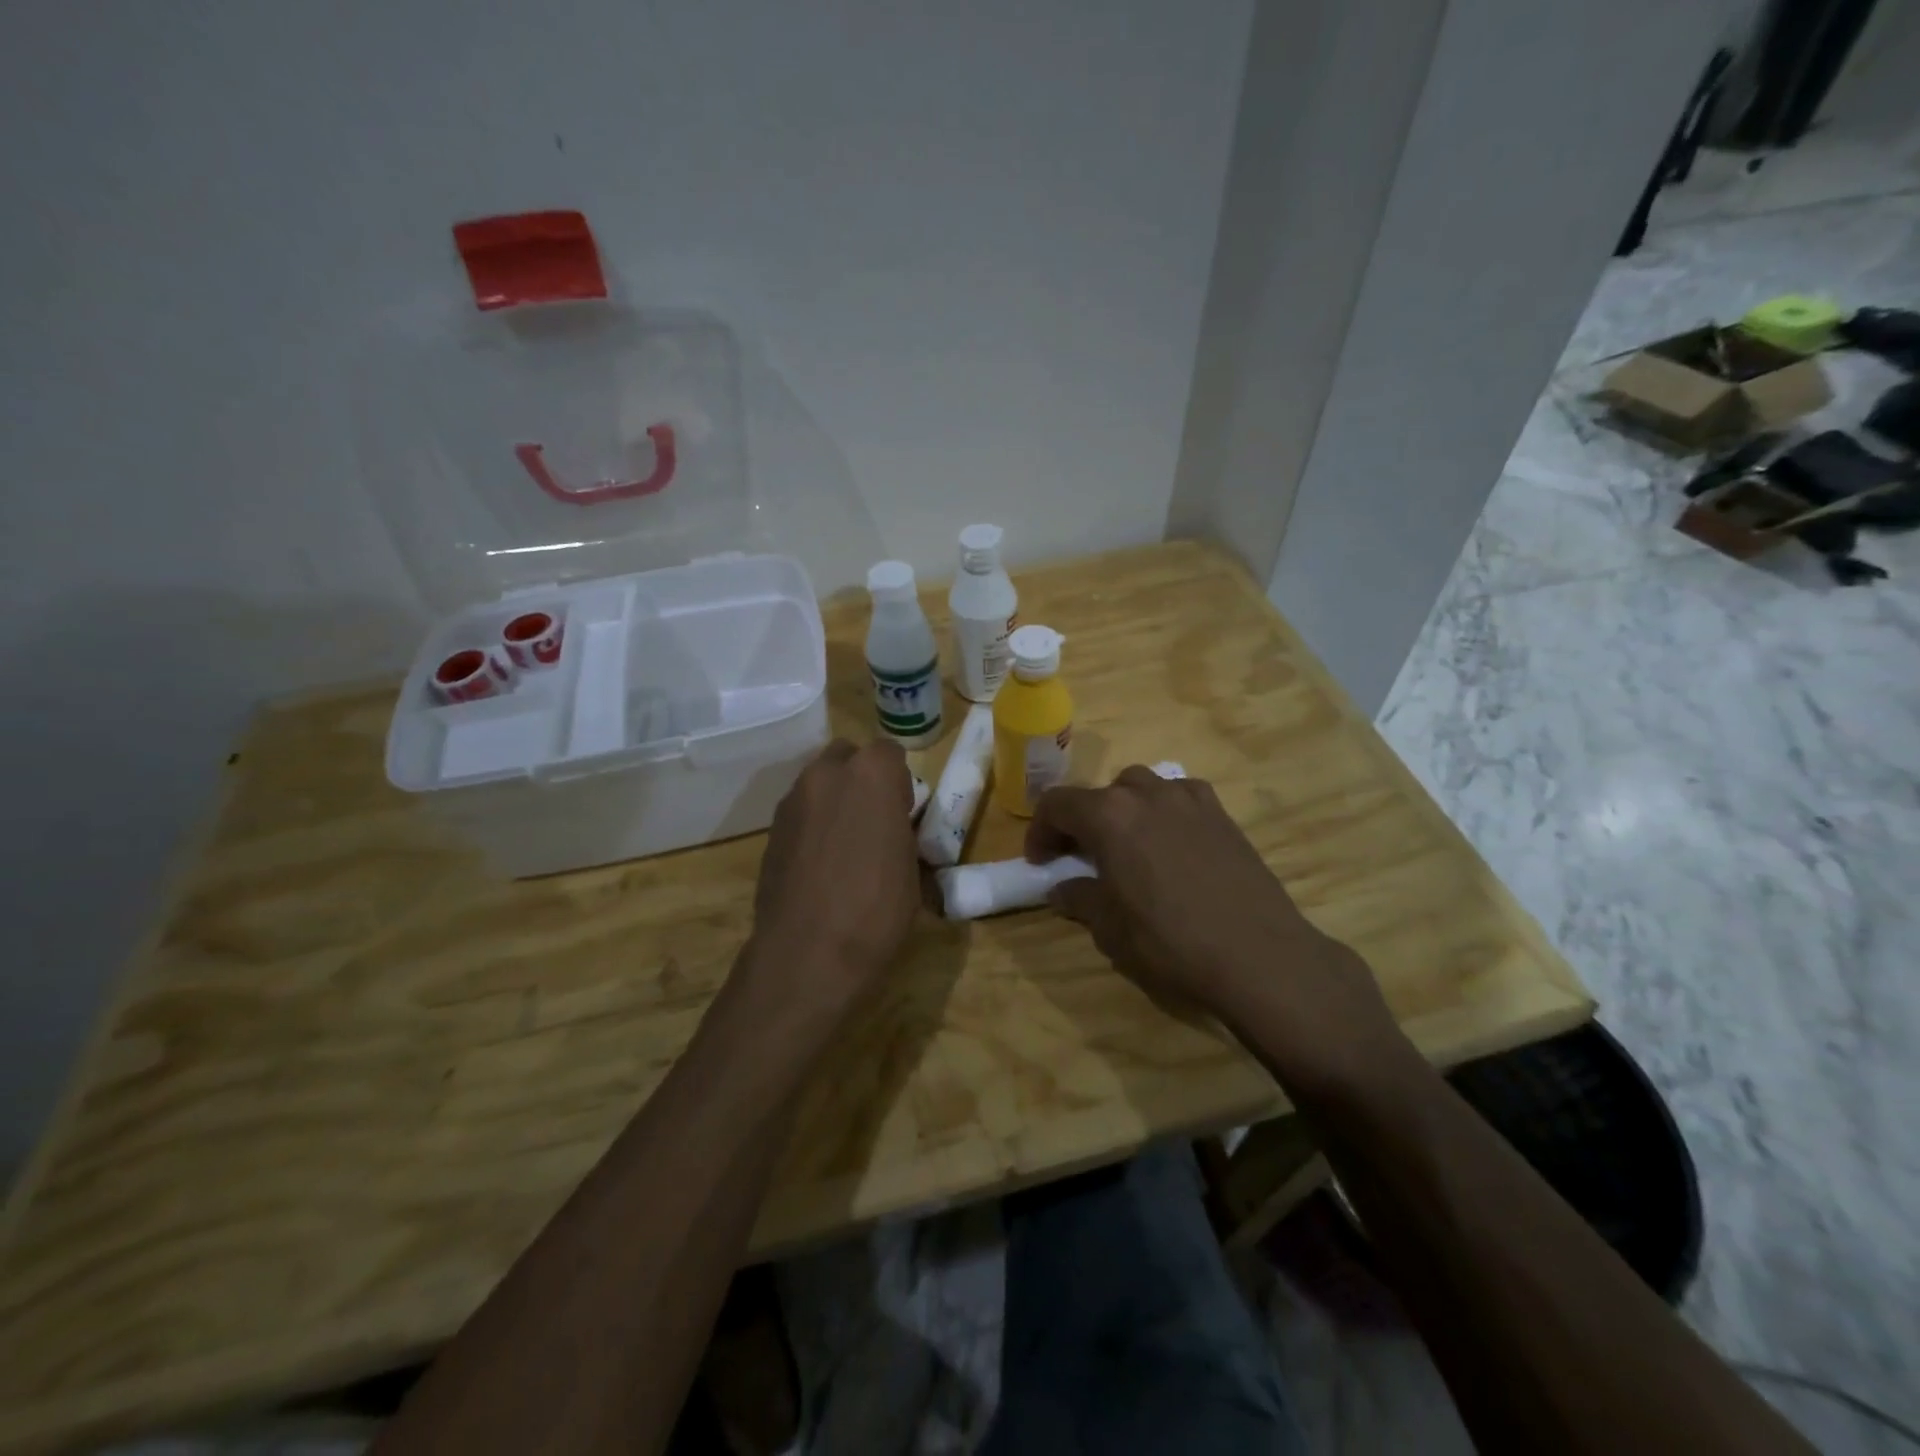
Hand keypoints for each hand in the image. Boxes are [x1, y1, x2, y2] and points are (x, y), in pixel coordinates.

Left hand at [746, 738, 921, 1008]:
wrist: (808, 954)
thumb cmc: (876, 910)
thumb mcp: (912, 869)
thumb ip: (903, 833)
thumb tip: (896, 834)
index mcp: (871, 775)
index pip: (889, 752)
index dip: (899, 781)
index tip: (903, 813)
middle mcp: (826, 775)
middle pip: (847, 757)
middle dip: (861, 779)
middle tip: (874, 820)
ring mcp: (792, 801)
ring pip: (819, 783)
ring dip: (834, 800)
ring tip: (845, 846)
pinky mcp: (770, 829)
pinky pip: (799, 812)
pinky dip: (812, 825)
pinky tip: (820, 864)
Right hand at [1027, 766, 1400, 1086]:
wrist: (1259, 955)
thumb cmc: (1172, 943)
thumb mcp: (1111, 929)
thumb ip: (1079, 899)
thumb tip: (1061, 889)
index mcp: (1109, 816)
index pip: (1057, 804)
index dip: (1040, 831)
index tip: (1040, 861)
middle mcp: (1146, 794)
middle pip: (1099, 793)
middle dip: (1081, 821)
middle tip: (1079, 856)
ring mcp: (1189, 799)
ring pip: (1140, 787)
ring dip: (1122, 810)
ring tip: (1125, 845)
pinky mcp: (1221, 813)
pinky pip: (1179, 796)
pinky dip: (1162, 810)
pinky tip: (1170, 842)